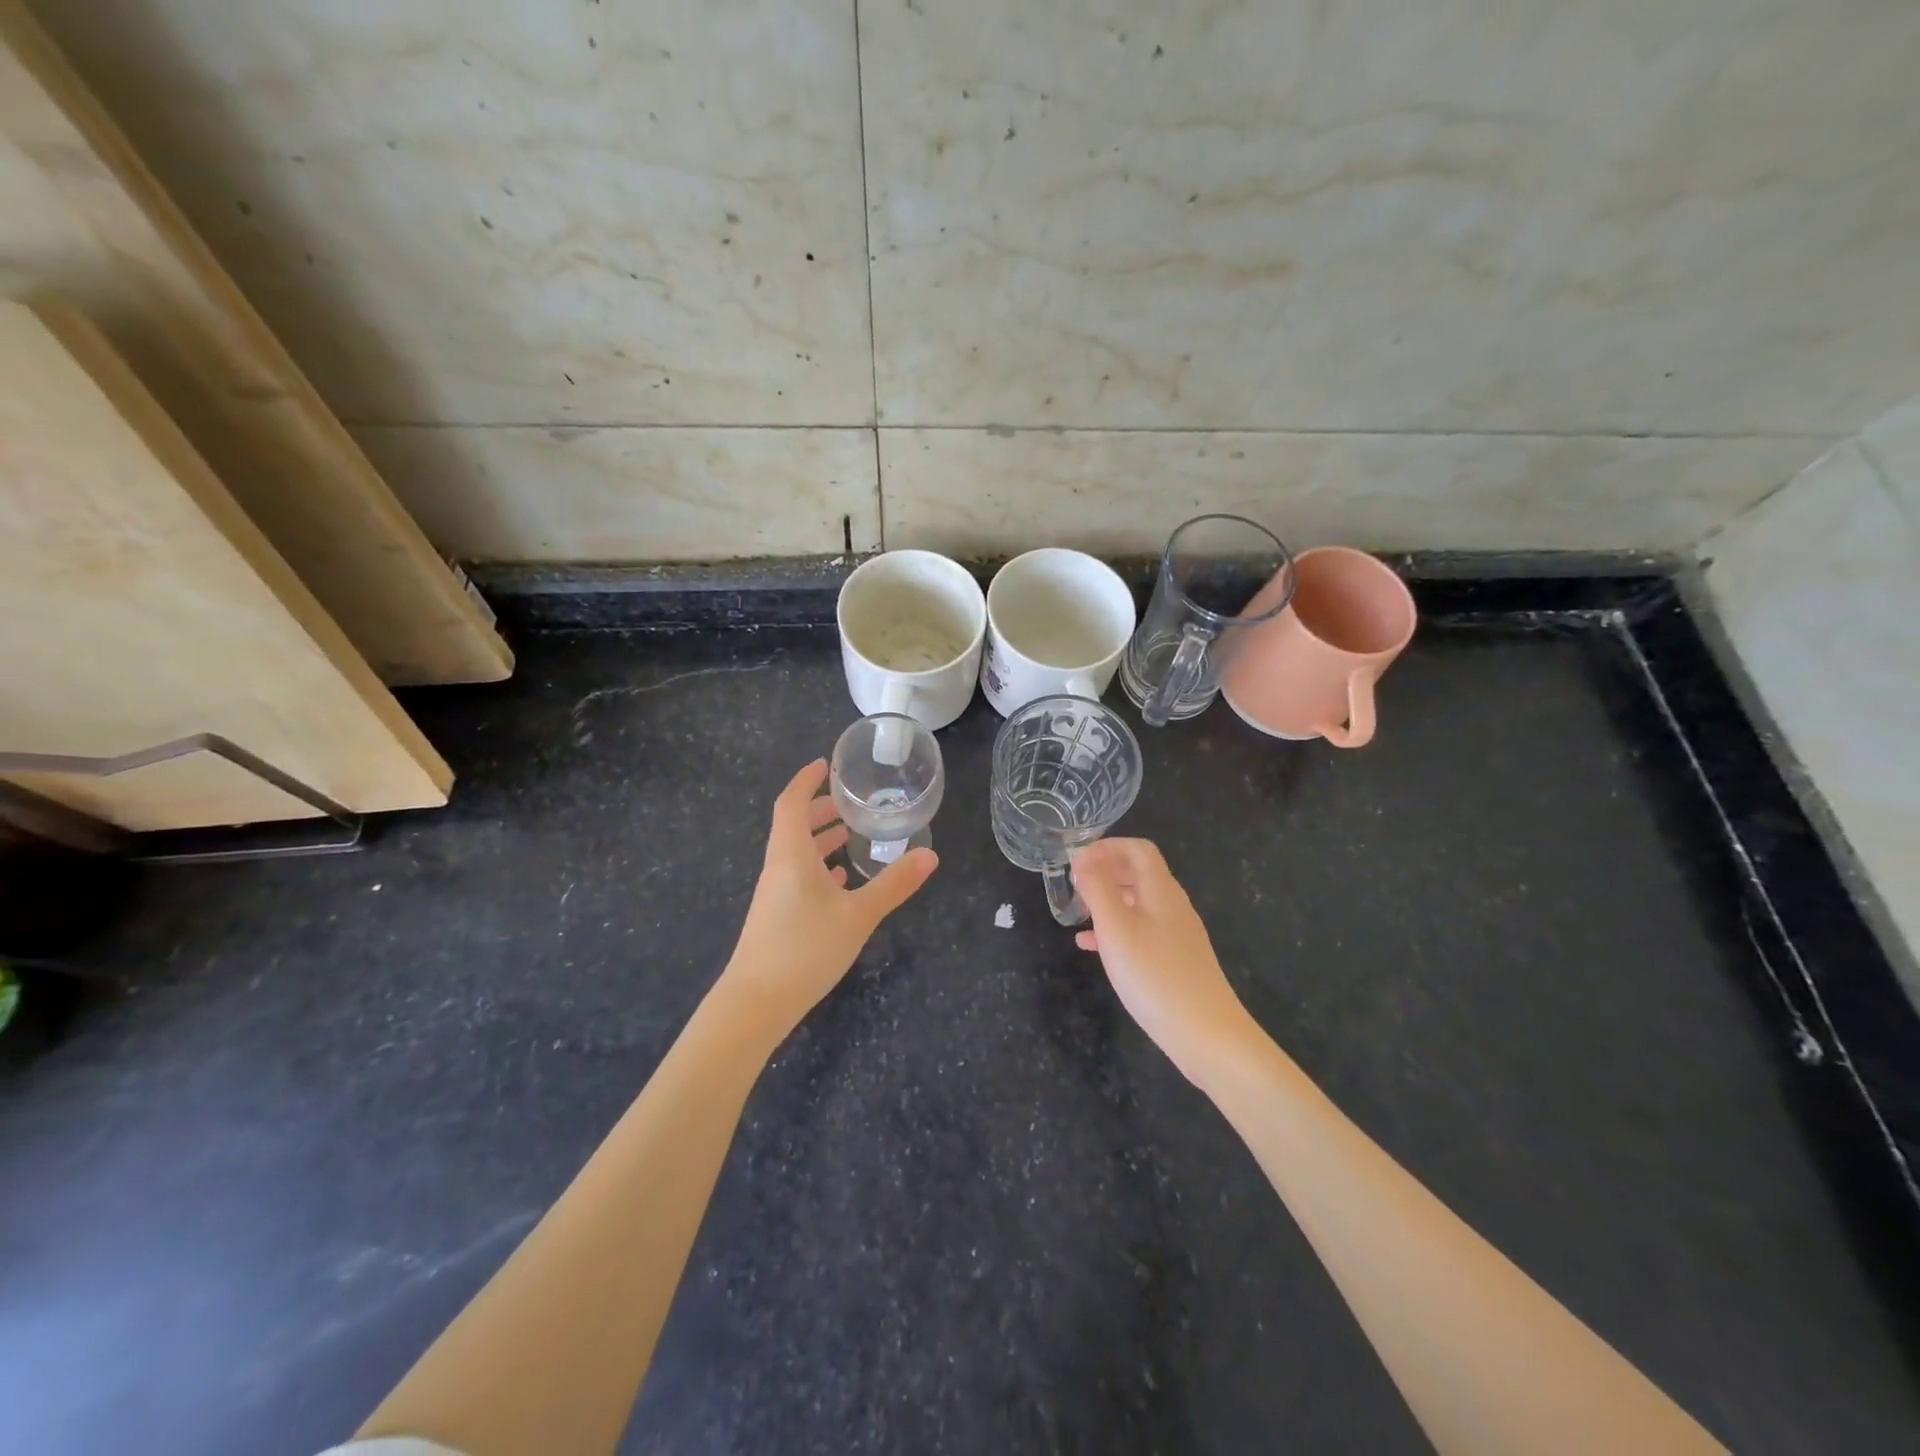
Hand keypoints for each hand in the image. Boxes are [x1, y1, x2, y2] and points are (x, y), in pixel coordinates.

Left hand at [715, 759, 936, 1044]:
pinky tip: (839, 882)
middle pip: (793, 825)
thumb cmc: (805, 948)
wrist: (756, 1003)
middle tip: (850, 803)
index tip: (825, 765)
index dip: (806, 780)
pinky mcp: (775, 917)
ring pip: (795, 853)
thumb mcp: (859, 914)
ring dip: (819, 840)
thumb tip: (930, 856)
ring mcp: (774, 894)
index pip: (792, 802)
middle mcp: (778, 867)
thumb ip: (894, 884)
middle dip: (819, 809)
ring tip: (849, 837)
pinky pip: (796, 878)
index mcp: (791, 854)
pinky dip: (817, 869)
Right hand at [1072, 838, 1257, 1081]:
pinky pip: (1141, 931)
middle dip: (1105, 872)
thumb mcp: (1116, 928)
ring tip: (1079, 914)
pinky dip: (1116, 930)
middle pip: (1139, 873)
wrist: (1207, 1035)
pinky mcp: (1175, 960)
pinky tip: (1092, 948)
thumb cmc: (1155, 975)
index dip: (1108, 847)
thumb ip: (1098, 889)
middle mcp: (1172, 906)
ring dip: (1108, 901)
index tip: (1077, 862)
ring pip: (1138, 903)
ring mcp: (1177, 934)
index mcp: (1161, 890)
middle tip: (1074, 886)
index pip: (1138, 849)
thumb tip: (1084, 860)